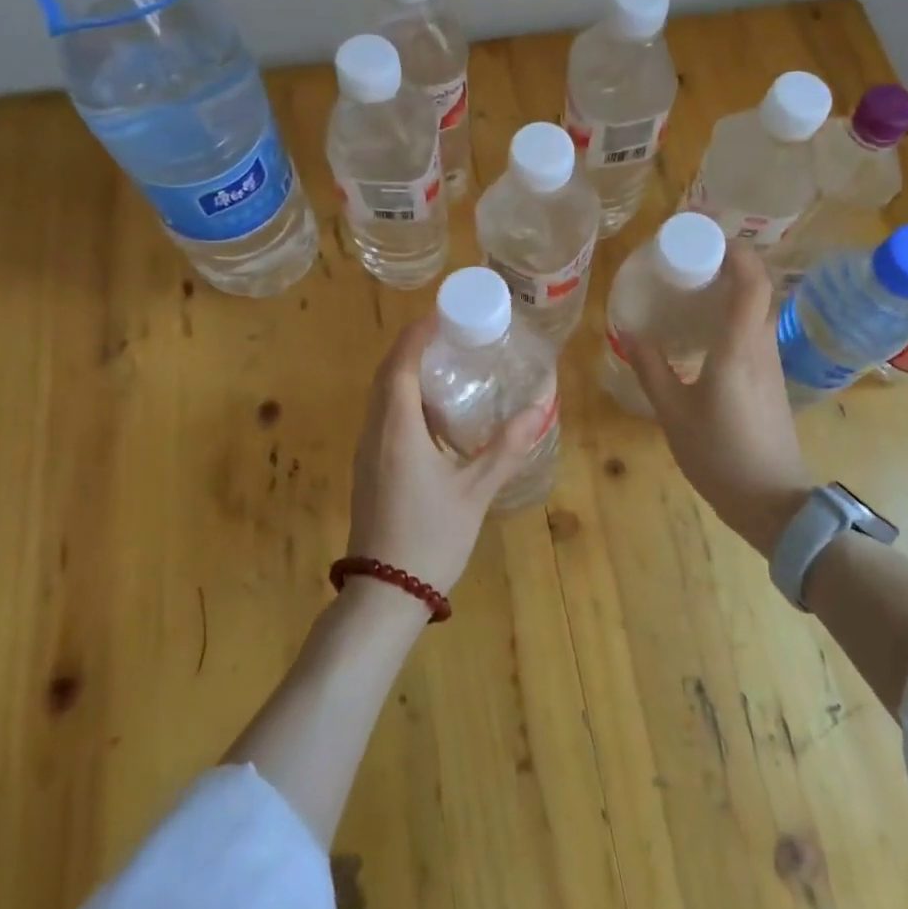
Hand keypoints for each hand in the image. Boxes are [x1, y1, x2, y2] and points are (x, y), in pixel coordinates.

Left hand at [347, 315, 548, 596]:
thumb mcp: (475, 492)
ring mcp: (367, 453)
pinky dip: (403, 400)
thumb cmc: (431, 537)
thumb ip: (506, 448)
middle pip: (386, 375)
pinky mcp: (369, 470)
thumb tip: (539, 409)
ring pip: (381, 398)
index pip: (401, 366)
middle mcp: (375, 433)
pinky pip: (382, 418)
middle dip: (412, 348)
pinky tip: (433, 414)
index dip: (417, 335)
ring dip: (406, 373)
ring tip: (446, 365)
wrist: (385, 594)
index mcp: (398, 430)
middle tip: (449, 335)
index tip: (441, 314)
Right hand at [619, 243, 812, 556]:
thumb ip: (651, 369)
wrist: (772, 502)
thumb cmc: (720, 455)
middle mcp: (762, 348)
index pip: (752, 282)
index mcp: (739, 348)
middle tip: (690, 260)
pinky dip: (735, 317)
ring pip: (759, 312)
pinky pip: (756, 333)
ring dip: (733, 291)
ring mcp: (772, 365)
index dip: (736, 251)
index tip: (707, 236)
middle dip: (730, 265)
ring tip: (693, 289)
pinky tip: (706, 332)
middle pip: (759, 290)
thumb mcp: (673, 413)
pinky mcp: (772, 381)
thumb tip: (629, 331)